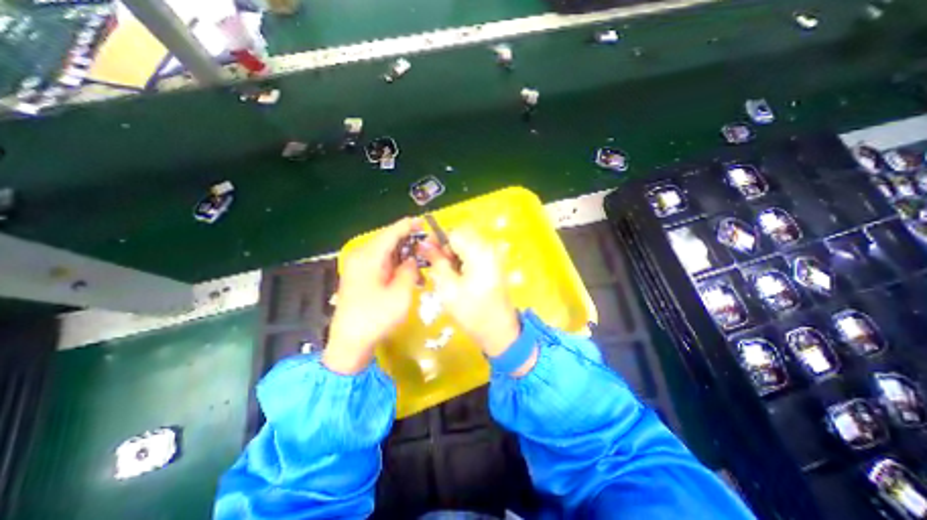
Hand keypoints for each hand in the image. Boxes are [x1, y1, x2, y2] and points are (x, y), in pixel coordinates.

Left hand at [322, 217, 423, 372]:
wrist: (350, 343)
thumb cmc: (376, 318)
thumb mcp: (400, 294)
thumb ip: (409, 271)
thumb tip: (412, 260)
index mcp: (368, 257)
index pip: (390, 233)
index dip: (407, 226)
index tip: (423, 221)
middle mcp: (361, 257)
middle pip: (387, 240)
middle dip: (407, 240)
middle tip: (426, 244)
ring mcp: (358, 267)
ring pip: (384, 251)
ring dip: (402, 253)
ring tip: (420, 257)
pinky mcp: (359, 277)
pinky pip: (380, 262)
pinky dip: (395, 263)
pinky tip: (407, 270)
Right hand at [420, 230, 518, 358]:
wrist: (498, 330)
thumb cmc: (471, 312)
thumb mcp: (448, 287)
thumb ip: (437, 262)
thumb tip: (424, 244)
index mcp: (479, 252)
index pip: (454, 232)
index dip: (437, 239)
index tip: (424, 250)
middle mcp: (489, 248)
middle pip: (462, 235)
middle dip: (446, 246)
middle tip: (435, 263)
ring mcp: (494, 255)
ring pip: (468, 243)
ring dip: (454, 253)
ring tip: (445, 271)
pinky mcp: (495, 263)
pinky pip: (475, 252)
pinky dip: (463, 258)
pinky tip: (458, 274)